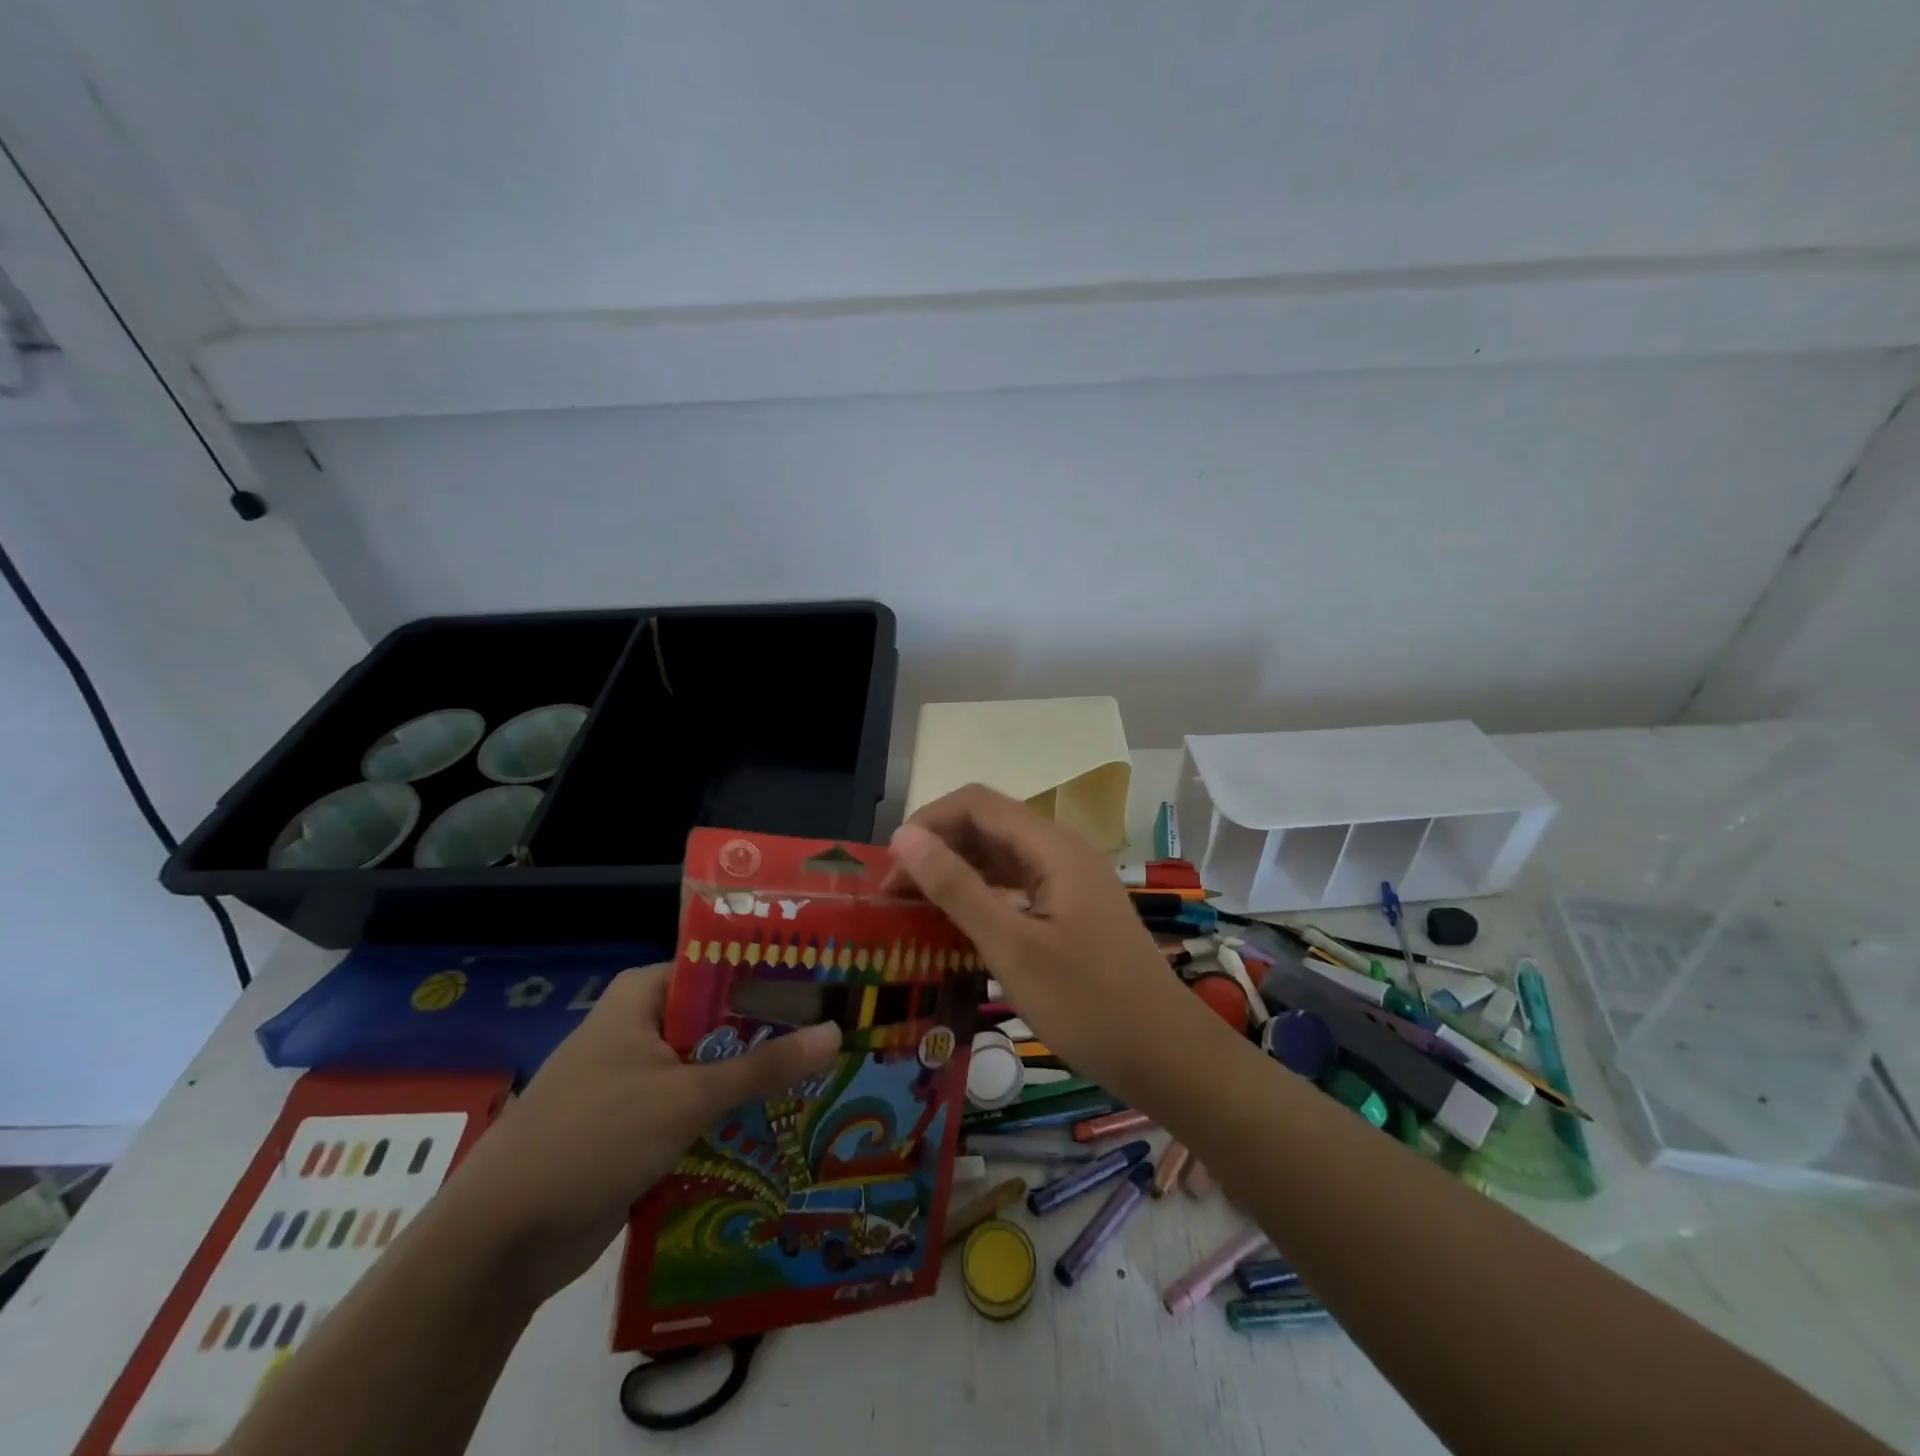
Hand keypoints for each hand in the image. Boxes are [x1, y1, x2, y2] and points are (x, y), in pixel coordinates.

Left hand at [434, 963, 840, 1302]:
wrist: (500, 1243)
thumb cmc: (592, 1139)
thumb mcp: (686, 1097)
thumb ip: (764, 1066)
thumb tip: (837, 1032)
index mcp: (644, 996)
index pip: (724, 966)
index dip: (775, 974)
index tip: (830, 986)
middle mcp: (642, 1026)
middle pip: (722, 1019)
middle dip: (774, 1033)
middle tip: (842, 1034)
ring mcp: (639, 1077)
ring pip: (713, 1067)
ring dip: (757, 1079)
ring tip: (829, 1077)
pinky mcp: (639, 1125)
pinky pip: (697, 1108)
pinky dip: (732, 1116)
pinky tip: (785, 1123)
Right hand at [887, 784, 1210, 1098]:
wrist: (1165, 1055)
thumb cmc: (1088, 1003)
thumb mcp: (1012, 947)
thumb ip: (957, 887)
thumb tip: (904, 836)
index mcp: (1053, 847)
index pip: (977, 803)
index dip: (928, 823)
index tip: (890, 869)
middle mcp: (1062, 851)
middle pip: (988, 826)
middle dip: (937, 849)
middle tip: (894, 897)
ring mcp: (1070, 881)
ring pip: (1000, 857)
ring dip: (956, 873)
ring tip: (915, 910)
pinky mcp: (1071, 910)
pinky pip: (1017, 886)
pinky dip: (982, 896)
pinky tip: (958, 925)